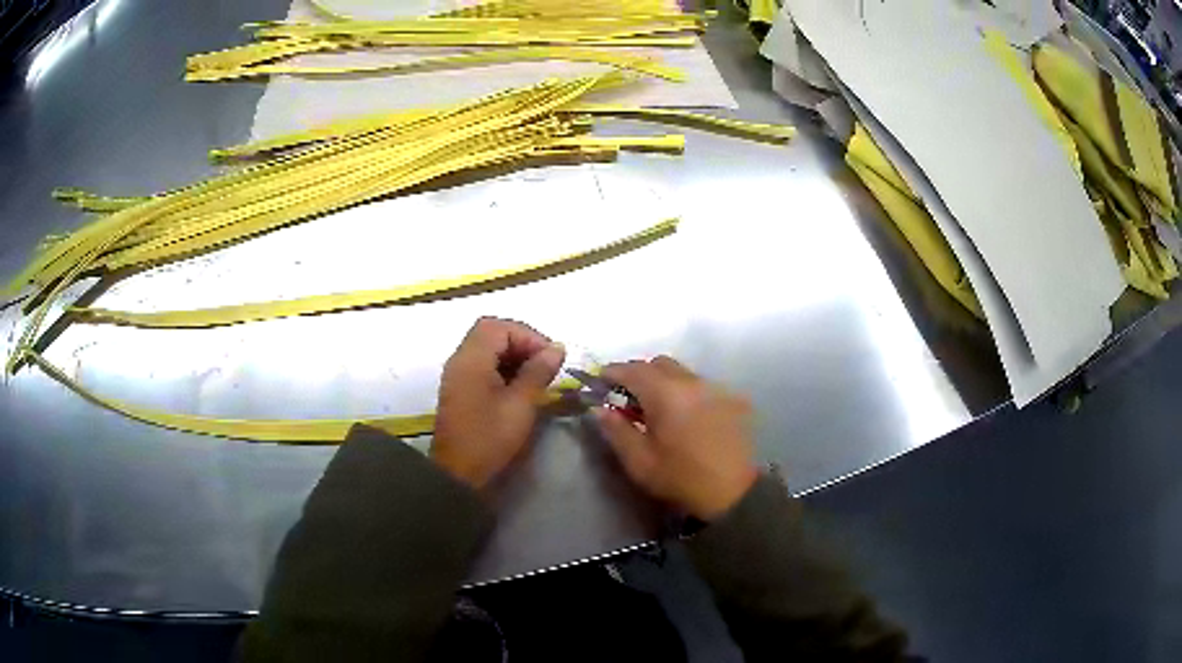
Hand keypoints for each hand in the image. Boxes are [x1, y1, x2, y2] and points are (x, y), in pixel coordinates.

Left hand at [431, 317, 565, 488]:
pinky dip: (503, 369)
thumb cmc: (490, 438)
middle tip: (545, 364)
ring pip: (487, 349)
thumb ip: (538, 372)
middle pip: (491, 333)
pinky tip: (520, 387)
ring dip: (513, 356)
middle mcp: (460, 360)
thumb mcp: (521, 405)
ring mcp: (458, 375)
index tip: (550, 357)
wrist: (458, 474)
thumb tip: (556, 348)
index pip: (499, 327)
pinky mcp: (461, 390)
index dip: (528, 336)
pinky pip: (482, 366)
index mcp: (471, 359)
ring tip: (537, 376)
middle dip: (521, 343)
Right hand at [595, 356, 757, 519]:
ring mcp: (715, 388)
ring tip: (657, 409)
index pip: (632, 370)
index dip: (613, 372)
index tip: (600, 382)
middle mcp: (692, 382)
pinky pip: (701, 386)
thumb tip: (600, 409)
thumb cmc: (681, 478)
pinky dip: (686, 393)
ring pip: (682, 373)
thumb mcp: (639, 461)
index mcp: (666, 394)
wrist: (734, 492)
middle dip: (639, 374)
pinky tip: (685, 417)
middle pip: (659, 364)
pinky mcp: (731, 399)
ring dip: (664, 382)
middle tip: (627, 397)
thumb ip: (616, 430)